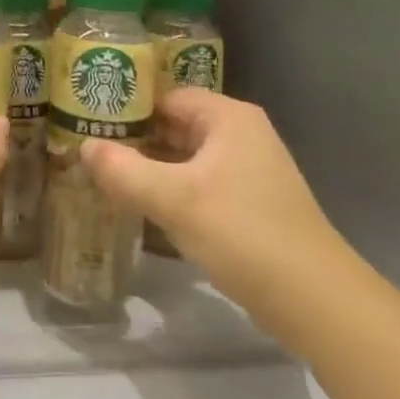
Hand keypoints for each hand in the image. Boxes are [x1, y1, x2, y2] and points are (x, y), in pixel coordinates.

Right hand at [81, 88, 346, 335]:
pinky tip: (143, 206)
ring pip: (186, 157)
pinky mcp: (251, 204)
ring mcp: (249, 170)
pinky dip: (172, 189)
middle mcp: (241, 134)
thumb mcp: (173, 199)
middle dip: (135, 138)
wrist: (316, 302)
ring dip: (151, 166)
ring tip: (106, 176)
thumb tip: (83, 147)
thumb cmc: (242, 233)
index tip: (88, 120)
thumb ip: (122, 170)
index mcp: (228, 117)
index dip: (127, 106)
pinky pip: (200, 183)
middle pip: (175, 124)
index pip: (166, 96)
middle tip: (90, 148)